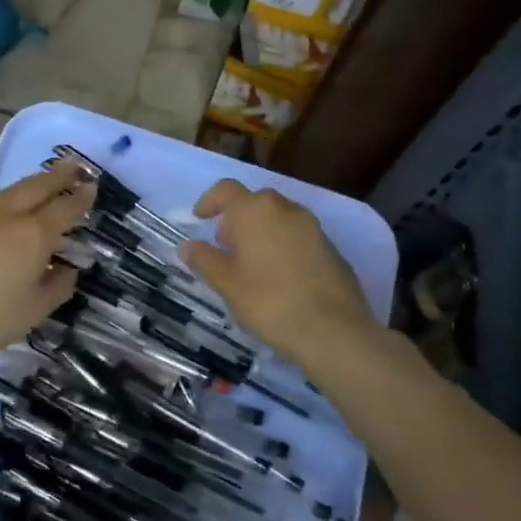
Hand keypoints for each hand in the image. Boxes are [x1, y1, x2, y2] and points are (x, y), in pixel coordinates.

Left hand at [0, 159, 94, 356]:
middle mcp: (8, 215)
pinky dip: (5, 198)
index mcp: (34, 234)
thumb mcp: (32, 311)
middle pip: (37, 187)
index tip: (92, 187)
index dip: (80, 198)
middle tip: (74, 165)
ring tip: (41, 181)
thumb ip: (56, 288)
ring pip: (10, 190)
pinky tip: (2, 204)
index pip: (64, 209)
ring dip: (31, 183)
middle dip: (58, 175)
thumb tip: (69, 271)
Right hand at [179, 180, 375, 364]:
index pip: (226, 190)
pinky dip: (283, 247)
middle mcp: (286, 209)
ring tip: (250, 265)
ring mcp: (314, 228)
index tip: (199, 219)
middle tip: (224, 246)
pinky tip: (279, 278)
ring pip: (279, 220)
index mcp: (256, 210)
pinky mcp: (332, 249)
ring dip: (261, 233)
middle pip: (255, 203)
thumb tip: (187, 246)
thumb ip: (204, 259)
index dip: (209, 201)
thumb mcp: (226, 283)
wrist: (333, 331)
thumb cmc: (268, 301)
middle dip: (236, 219)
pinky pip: (298, 238)